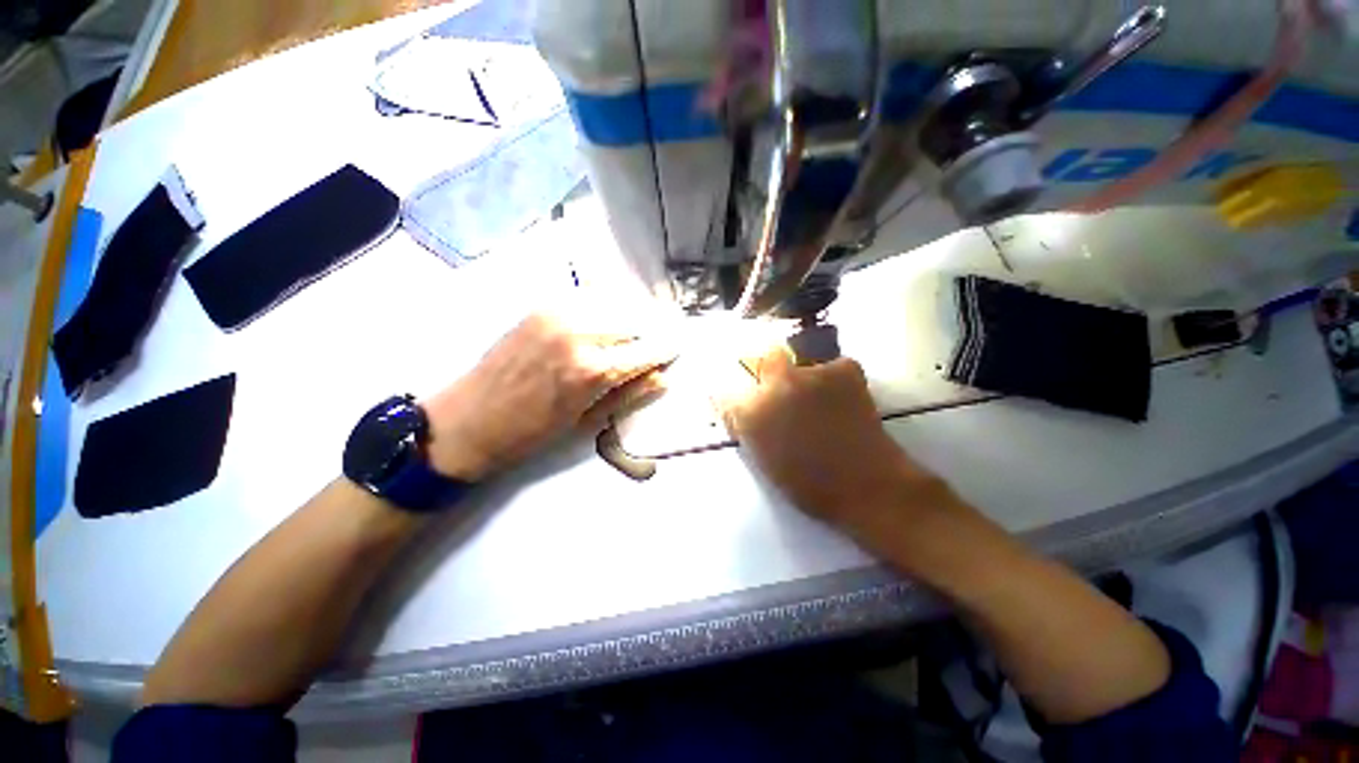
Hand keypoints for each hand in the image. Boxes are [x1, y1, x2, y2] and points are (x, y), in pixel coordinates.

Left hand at [423, 314, 674, 480]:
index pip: (648, 349)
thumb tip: (664, 376)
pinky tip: (605, 325)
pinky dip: (606, 311)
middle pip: (635, 320)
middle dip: (651, 331)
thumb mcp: (588, 420)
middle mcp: (580, 332)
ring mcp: (559, 312)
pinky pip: (589, 301)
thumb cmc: (532, 432)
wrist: (469, 418)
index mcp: (594, 369)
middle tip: (657, 341)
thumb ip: (631, 393)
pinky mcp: (543, 305)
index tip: (677, 347)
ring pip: (614, 305)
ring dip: (630, 318)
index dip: (666, 348)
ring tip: (634, 333)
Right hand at [715, 345, 951, 533]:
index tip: (745, 402)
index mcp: (750, 412)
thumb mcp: (762, 458)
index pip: (727, 392)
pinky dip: (836, 379)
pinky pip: (833, 366)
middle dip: (771, 372)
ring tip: (821, 402)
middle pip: (765, 359)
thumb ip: (746, 427)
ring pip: (800, 360)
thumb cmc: (808, 484)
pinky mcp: (842, 369)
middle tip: (786, 394)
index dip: (736, 397)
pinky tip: (843, 401)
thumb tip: (741, 408)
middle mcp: (774, 385)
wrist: (866, 487)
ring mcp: (809, 373)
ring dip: (805, 377)